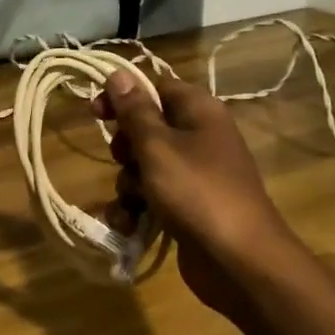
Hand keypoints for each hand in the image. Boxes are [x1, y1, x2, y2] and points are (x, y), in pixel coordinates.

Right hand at [96, 69, 295, 320]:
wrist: (239, 261)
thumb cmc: (197, 192)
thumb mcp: (158, 147)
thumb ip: (135, 111)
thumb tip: (119, 73)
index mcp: (199, 112)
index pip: (155, 87)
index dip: (124, 96)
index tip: (96, 112)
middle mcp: (199, 138)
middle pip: (147, 129)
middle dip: (126, 148)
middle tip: (125, 161)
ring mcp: (194, 175)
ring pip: (144, 166)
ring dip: (128, 184)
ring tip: (133, 203)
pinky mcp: (187, 207)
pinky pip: (152, 197)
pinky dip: (137, 209)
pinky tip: (130, 225)